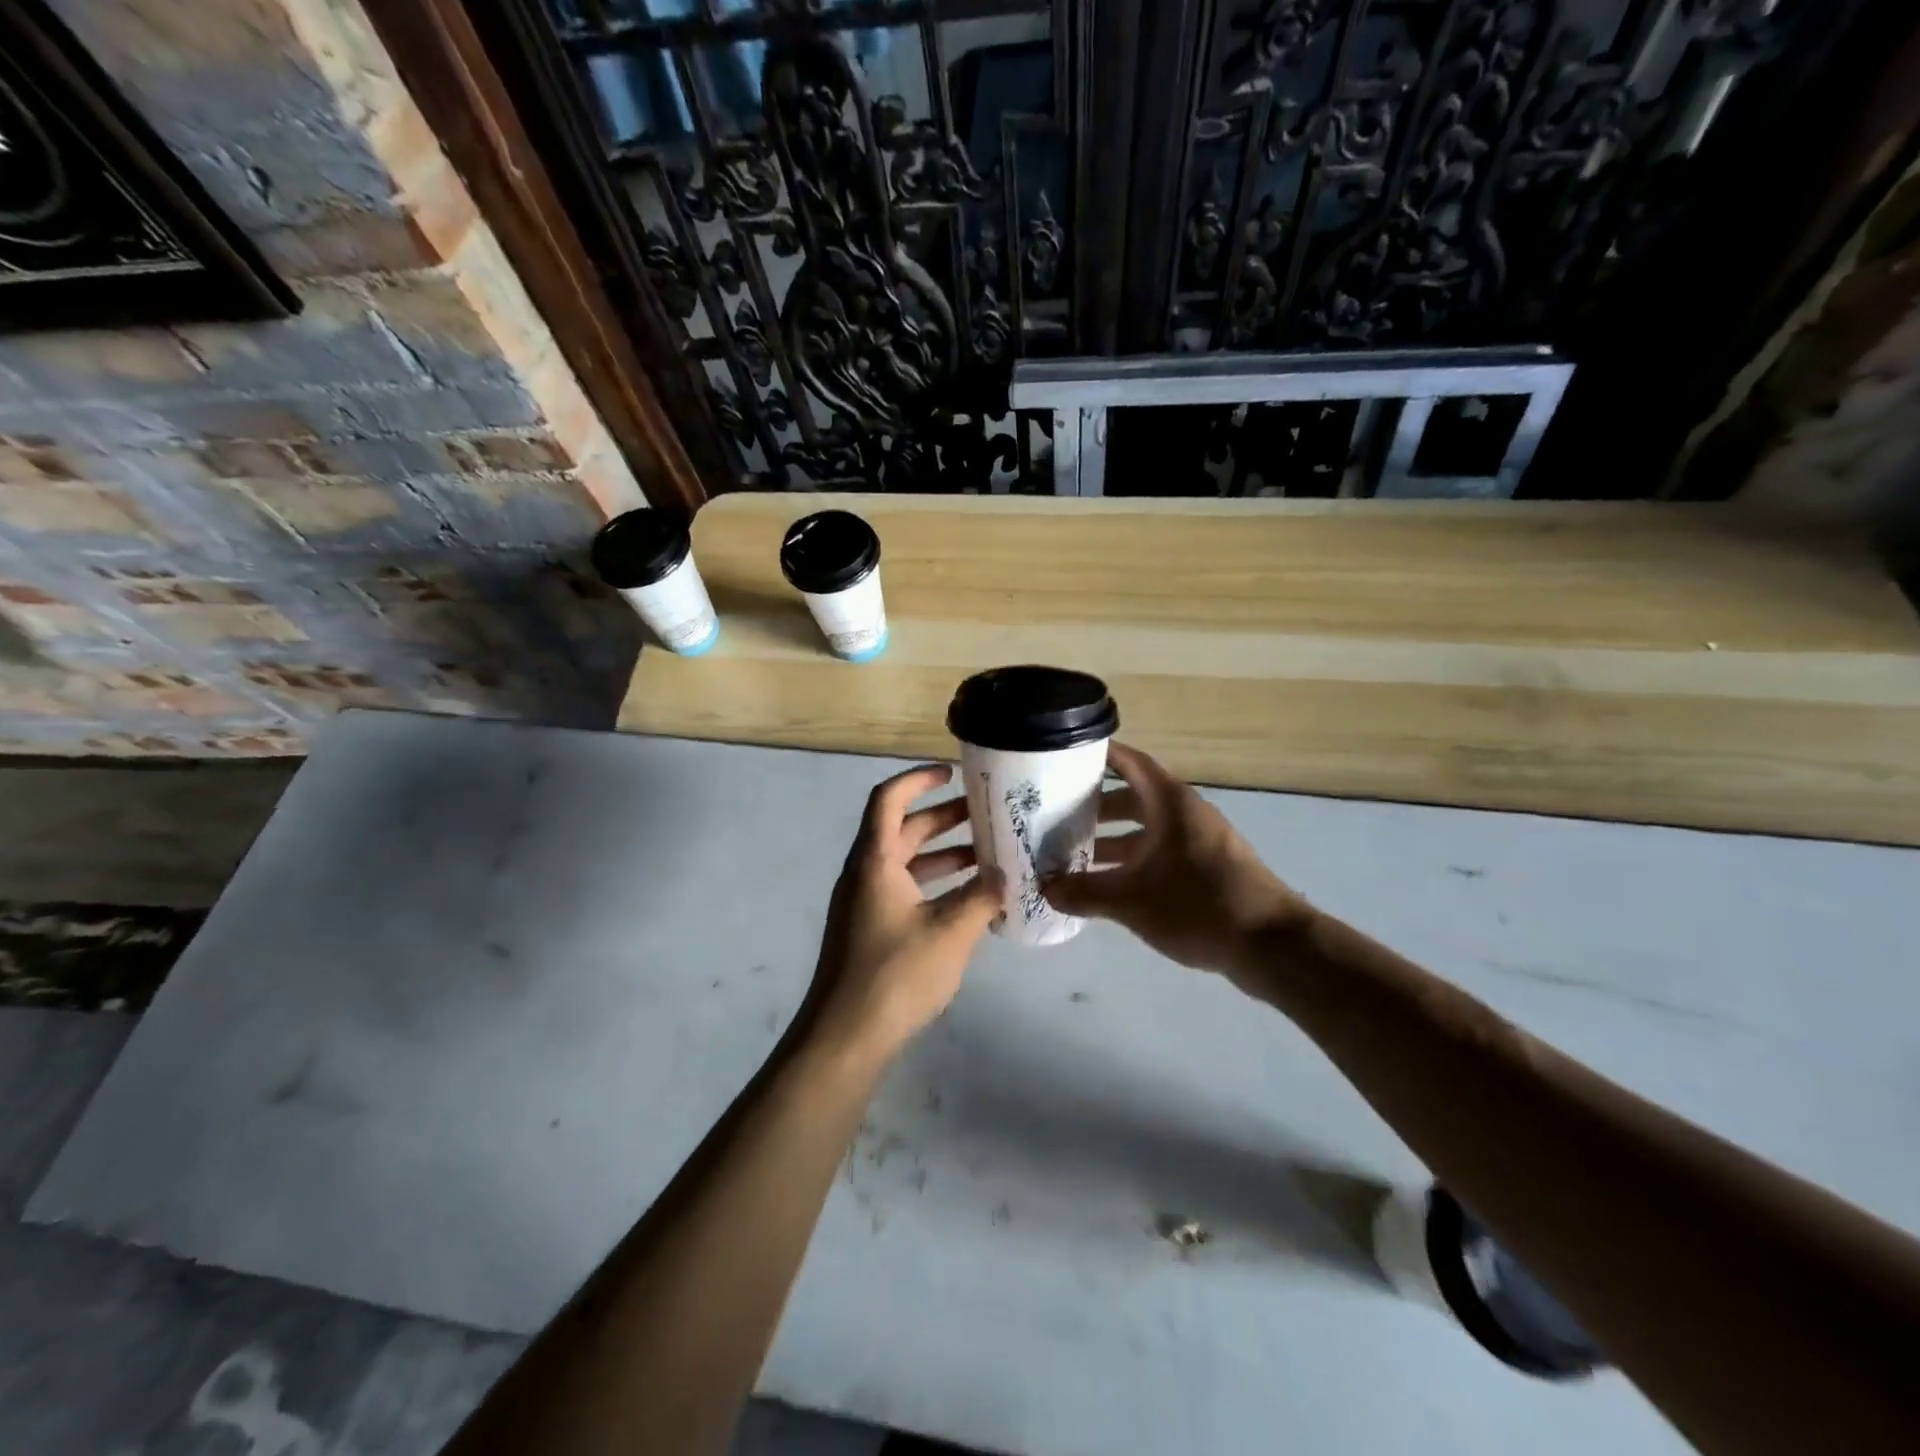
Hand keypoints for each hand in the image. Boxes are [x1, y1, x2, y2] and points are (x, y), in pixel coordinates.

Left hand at [807, 764, 1001, 1060]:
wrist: (846, 1037)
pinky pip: (905, 890)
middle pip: (902, 829)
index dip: (918, 779)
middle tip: (986, 815)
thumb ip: (982, 898)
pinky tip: (969, 900)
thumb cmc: (895, 974)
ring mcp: (865, 903)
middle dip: (943, 818)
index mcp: (875, 861)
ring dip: (942, 854)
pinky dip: (934, 885)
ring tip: (987, 856)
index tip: (953, 774)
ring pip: (905, 862)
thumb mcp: (950, 932)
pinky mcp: (870, 929)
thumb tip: (1007, 877)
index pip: (889, 799)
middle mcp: (865, 874)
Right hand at [1041, 742, 1309, 980]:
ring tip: (1075, 854)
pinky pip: (1161, 852)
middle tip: (1057, 814)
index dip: (1100, 754)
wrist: (1271, 945)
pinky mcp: (1207, 868)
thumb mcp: (1132, 902)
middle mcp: (1185, 814)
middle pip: (1134, 797)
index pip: (1130, 762)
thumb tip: (1044, 889)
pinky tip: (1110, 885)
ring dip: (1113, 838)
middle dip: (1096, 805)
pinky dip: (1134, 860)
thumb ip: (1084, 893)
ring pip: (1147, 829)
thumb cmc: (1198, 906)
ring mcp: (1199, 841)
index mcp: (1170, 804)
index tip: (1065, 754)